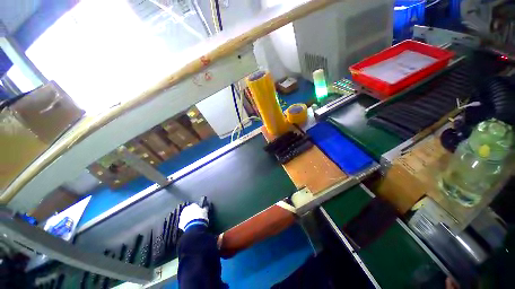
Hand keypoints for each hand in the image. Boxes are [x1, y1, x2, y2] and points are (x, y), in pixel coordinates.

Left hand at [179, 203, 208, 230]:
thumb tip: (205, 208)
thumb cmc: (201, 217)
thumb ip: (204, 209)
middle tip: (196, 216)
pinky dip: (186, 224)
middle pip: (189, 210)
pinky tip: (190, 226)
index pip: (195, 205)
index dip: (198, 209)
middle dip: (192, 213)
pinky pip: (183, 223)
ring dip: (188, 218)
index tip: (200, 211)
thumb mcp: (205, 211)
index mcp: (193, 205)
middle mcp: (186, 209)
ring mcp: (182, 216)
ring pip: (186, 216)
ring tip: (193, 221)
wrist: (194, 227)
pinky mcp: (180, 224)